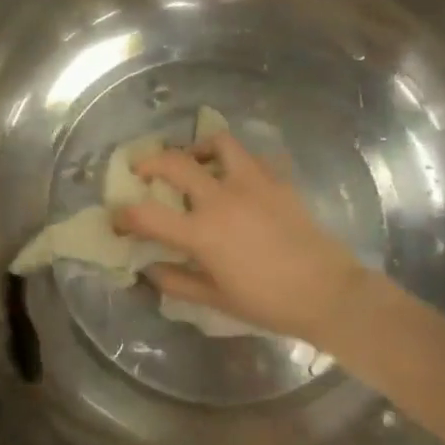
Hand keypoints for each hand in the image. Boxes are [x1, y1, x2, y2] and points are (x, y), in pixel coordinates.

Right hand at [115, 134, 373, 346]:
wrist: (329, 293)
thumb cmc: (269, 303)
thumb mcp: (216, 299)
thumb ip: (176, 281)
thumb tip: (148, 267)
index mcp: (202, 232)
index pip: (146, 215)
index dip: (123, 215)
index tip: (116, 218)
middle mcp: (222, 198)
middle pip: (173, 162)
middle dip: (148, 162)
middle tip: (142, 171)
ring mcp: (252, 183)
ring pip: (218, 142)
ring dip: (198, 147)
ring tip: (194, 161)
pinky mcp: (277, 180)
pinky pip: (252, 156)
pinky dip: (237, 160)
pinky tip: (236, 176)